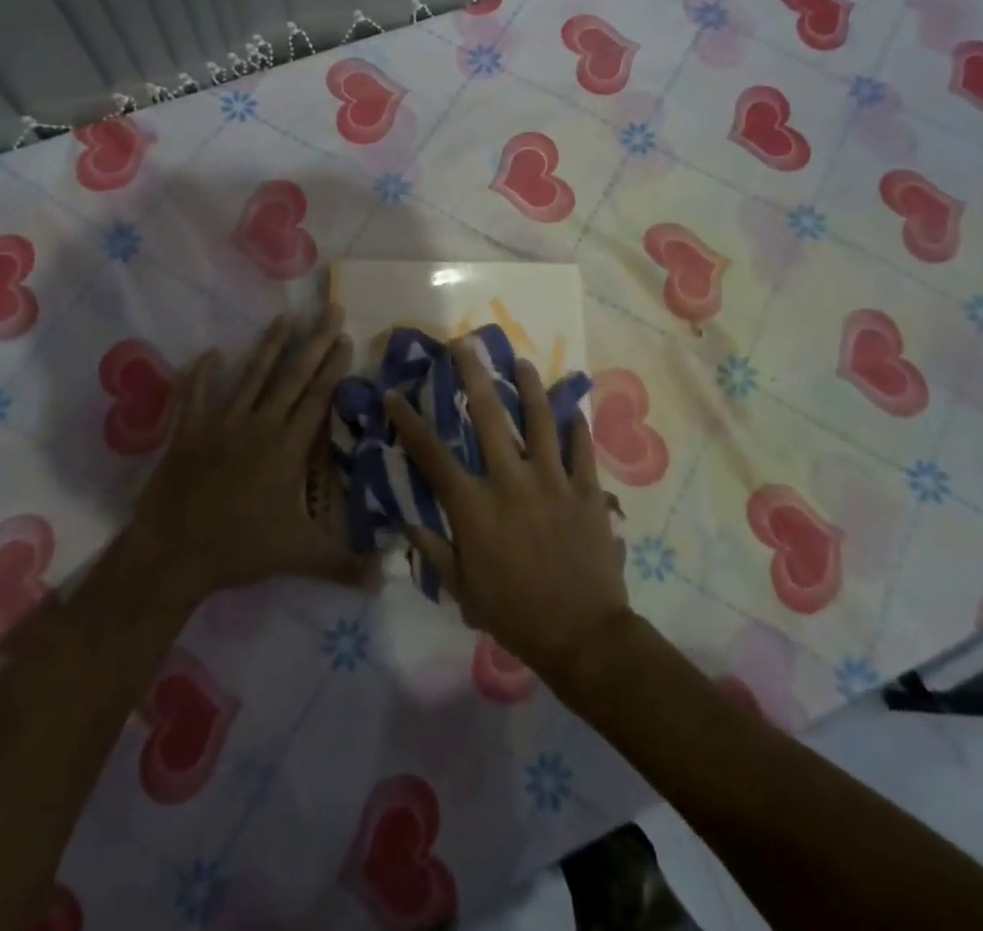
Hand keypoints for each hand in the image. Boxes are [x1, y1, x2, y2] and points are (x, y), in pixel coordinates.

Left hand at [123, 305, 367, 600]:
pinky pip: (198, 394)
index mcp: (287, 448)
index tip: (346, 338)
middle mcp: (259, 425)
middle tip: (329, 310)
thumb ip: (344, 563)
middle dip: (314, 342)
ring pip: (252, 375)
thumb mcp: (298, 556)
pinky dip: (204, 373)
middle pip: (292, 376)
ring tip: (285, 317)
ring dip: (270, 345)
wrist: (174, 552)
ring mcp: (222, 423)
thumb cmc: (239, 549)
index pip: (317, 398)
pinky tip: (211, 352)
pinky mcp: (190, 430)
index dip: (333, 367)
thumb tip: (388, 577)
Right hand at [387, 341, 629, 685]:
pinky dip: (577, 425)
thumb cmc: (515, 614)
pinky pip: (582, 448)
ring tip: (522, 362)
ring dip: (530, 387)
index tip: (395, 394)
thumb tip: (406, 518)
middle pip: (489, 418)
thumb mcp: (462, 589)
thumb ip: (433, 550)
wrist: (583, 637)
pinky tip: (572, 407)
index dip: (410, 422)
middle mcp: (511, 481)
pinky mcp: (587, 490)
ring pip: (541, 421)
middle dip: (473, 377)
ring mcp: (553, 482)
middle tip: (466, 344)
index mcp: (475, 507)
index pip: (433, 455)